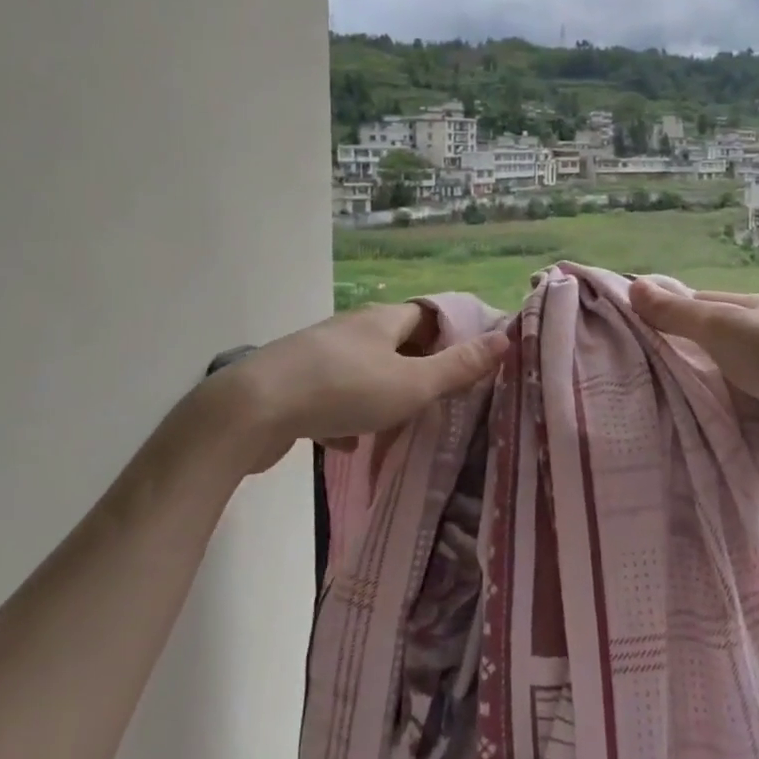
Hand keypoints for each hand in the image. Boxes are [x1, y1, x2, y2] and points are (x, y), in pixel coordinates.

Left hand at [184, 303, 508, 470]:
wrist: (253, 410)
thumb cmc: (343, 390)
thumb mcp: (412, 384)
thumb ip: (458, 367)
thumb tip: (506, 338)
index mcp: (383, 320)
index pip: (427, 315)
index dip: (451, 334)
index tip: (469, 364)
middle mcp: (351, 328)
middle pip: (395, 342)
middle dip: (417, 369)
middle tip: (439, 399)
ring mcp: (319, 354)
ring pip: (364, 371)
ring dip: (382, 394)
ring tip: (399, 425)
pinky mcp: (294, 383)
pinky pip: (332, 395)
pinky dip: (346, 415)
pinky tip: (348, 443)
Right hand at [627, 278, 758, 494]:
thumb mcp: (723, 328)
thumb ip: (676, 313)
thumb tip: (633, 284)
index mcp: (756, 311)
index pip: (699, 305)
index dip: (664, 312)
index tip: (624, 327)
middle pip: (705, 347)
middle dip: (671, 358)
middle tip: (619, 370)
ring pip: (713, 385)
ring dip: (686, 394)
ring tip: (632, 401)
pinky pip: (726, 420)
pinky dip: (704, 424)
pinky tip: (667, 429)